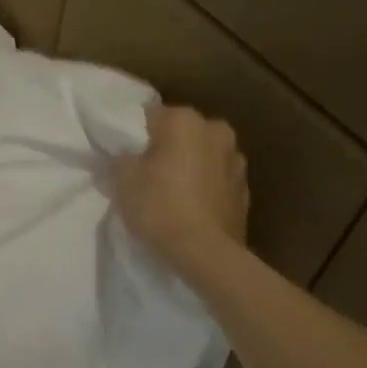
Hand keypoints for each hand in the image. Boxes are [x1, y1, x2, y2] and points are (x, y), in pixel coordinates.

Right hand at [113, 103, 250, 276]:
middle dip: (168, 147)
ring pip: (203, 155)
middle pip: (183, 133)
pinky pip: (217, 180)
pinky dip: (205, 187)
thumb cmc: (159, 206)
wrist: (205, 252)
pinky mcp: (245, 189)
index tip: (126, 154)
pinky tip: (191, 207)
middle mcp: (216, 130)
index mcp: (185, 120)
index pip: (151, 115)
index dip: (135, 134)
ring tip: (172, 191)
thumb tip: (123, 155)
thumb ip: (121, 159)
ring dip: (190, 166)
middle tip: (148, 172)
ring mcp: (236, 160)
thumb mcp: (122, 180)